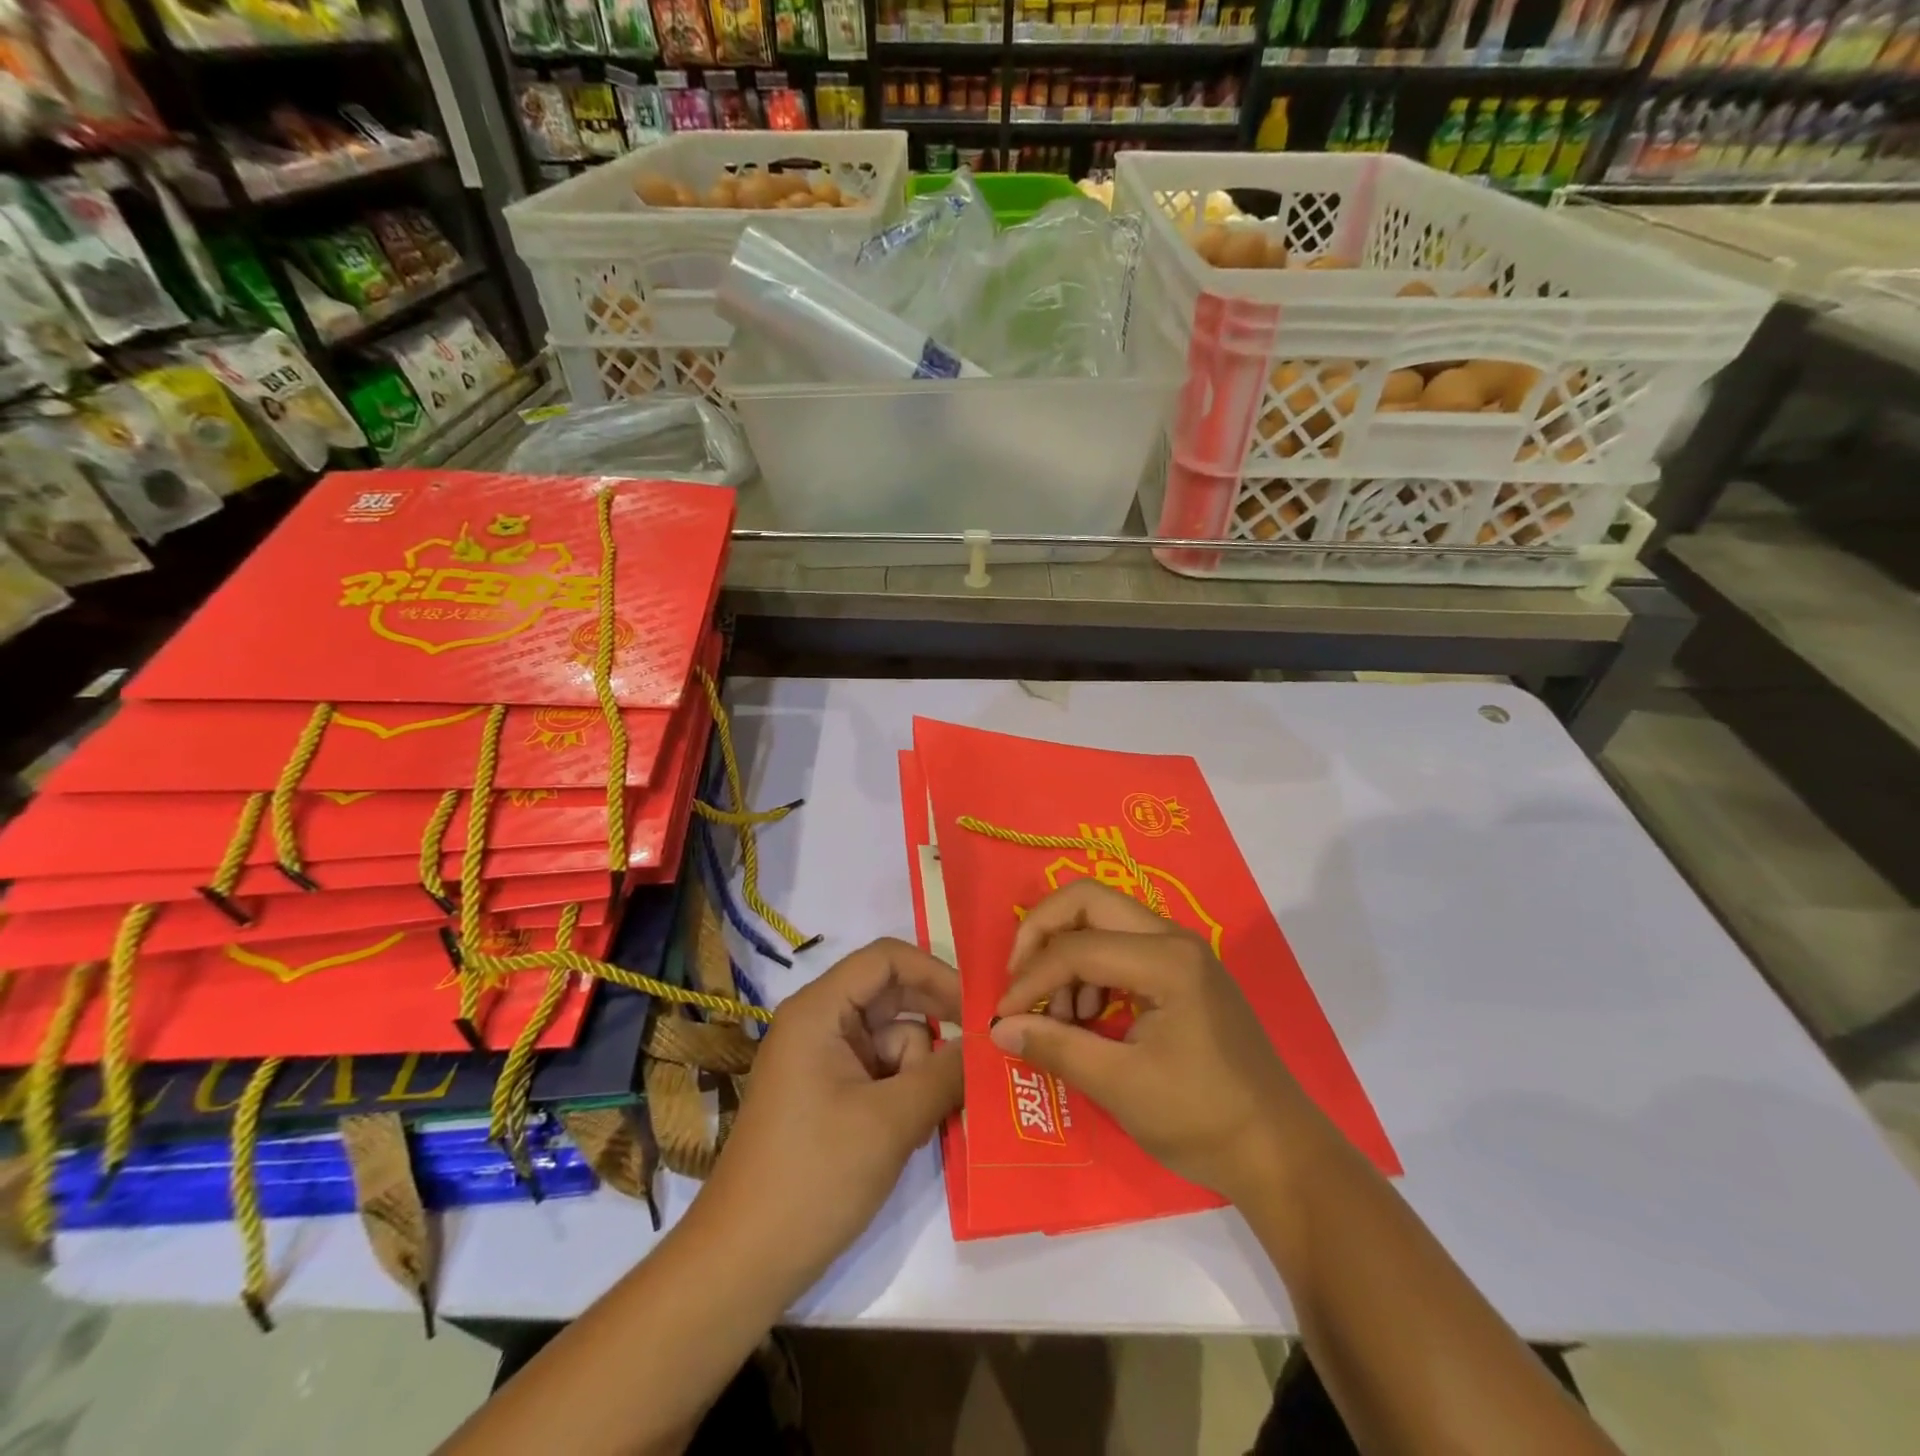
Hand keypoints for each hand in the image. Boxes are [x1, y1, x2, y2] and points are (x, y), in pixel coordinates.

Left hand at [701, 938, 961, 1289]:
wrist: (742, 1265)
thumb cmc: (813, 1178)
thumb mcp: (892, 1122)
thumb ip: (947, 1073)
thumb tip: (990, 1041)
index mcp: (819, 1010)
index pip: (887, 959)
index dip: (936, 973)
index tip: (978, 1008)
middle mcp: (819, 1023)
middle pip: (893, 998)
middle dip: (934, 1029)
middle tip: (977, 1059)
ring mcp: (823, 1060)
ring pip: (894, 1041)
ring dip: (921, 1073)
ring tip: (924, 1124)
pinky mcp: (829, 1095)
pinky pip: (882, 1073)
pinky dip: (906, 1094)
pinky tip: (911, 1135)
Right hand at [989, 881, 1324, 1205]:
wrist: (1279, 1153)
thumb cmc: (1202, 1120)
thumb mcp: (1120, 1087)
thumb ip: (1056, 1047)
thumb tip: (998, 1028)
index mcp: (1166, 959)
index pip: (1076, 948)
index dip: (1030, 980)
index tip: (1003, 1017)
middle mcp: (1174, 938)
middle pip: (1087, 900)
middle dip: (1042, 933)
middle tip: (1020, 981)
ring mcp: (1183, 951)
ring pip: (1103, 919)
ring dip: (1068, 954)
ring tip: (1061, 1015)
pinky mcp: (1184, 971)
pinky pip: (1122, 945)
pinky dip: (1092, 969)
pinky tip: (1089, 1016)